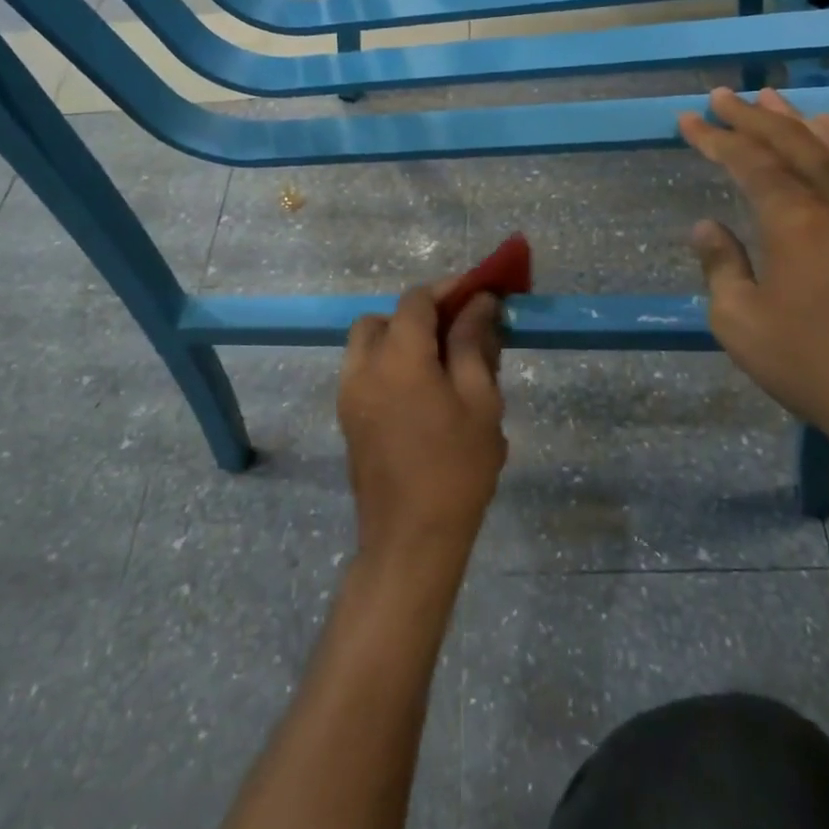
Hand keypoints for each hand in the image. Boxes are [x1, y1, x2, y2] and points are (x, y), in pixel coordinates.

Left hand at [338, 284, 507, 564]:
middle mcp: (363, 366)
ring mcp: (349, 393)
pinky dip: (390, 363)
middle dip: (421, 314)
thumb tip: (479, 303)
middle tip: (459, 331)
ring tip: (442, 362)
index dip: (449, 289)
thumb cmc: (456, 468)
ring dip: (402, 338)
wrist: (411, 538)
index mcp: (398, 356)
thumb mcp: (479, 400)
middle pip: (386, 318)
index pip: (417, 300)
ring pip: (369, 343)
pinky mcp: (348, 417)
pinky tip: (423, 390)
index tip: (480, 294)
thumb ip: (473, 343)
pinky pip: (365, 370)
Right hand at [678, 86, 828, 449]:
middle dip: (752, 117)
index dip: (715, 138)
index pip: (748, 162)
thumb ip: (721, 265)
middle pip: (791, 143)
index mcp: (795, 221)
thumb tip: (707, 226)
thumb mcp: (740, 322)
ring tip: (773, 99)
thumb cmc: (810, 364)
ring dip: (797, 122)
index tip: (689, 118)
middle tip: (723, 94)